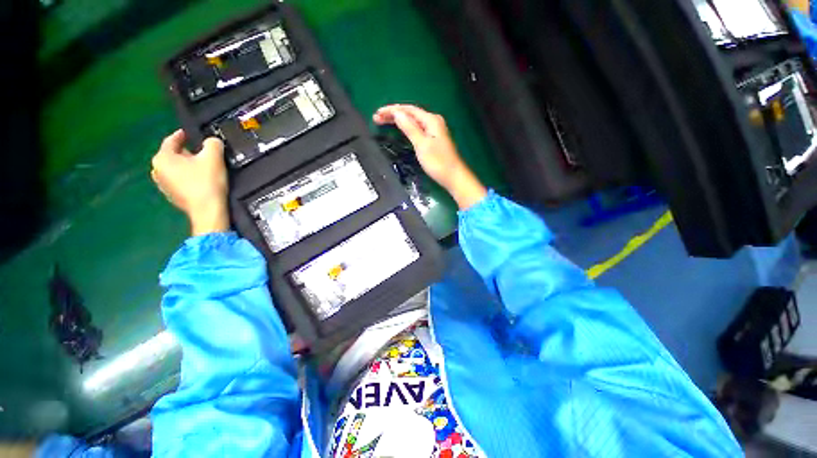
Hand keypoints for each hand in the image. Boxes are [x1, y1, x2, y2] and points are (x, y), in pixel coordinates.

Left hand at [151, 130, 229, 235]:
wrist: (208, 211)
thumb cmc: (207, 182)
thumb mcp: (214, 157)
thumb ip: (213, 143)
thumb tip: (212, 141)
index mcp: (162, 158)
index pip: (172, 140)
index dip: (184, 134)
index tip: (193, 133)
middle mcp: (157, 170)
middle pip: (174, 155)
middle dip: (188, 153)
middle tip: (204, 154)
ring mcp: (163, 185)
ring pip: (177, 169)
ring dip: (188, 166)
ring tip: (204, 168)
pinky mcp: (172, 196)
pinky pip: (179, 181)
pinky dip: (189, 178)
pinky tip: (202, 182)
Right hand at [374, 104, 486, 209]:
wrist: (453, 177)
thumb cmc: (438, 162)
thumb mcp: (421, 144)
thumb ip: (409, 128)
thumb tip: (397, 113)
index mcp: (431, 120)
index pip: (408, 110)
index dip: (392, 110)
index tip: (377, 113)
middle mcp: (433, 121)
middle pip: (410, 114)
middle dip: (393, 114)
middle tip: (376, 118)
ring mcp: (433, 130)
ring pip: (412, 121)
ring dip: (398, 120)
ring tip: (382, 121)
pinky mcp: (433, 139)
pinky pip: (416, 128)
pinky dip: (405, 127)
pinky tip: (399, 128)